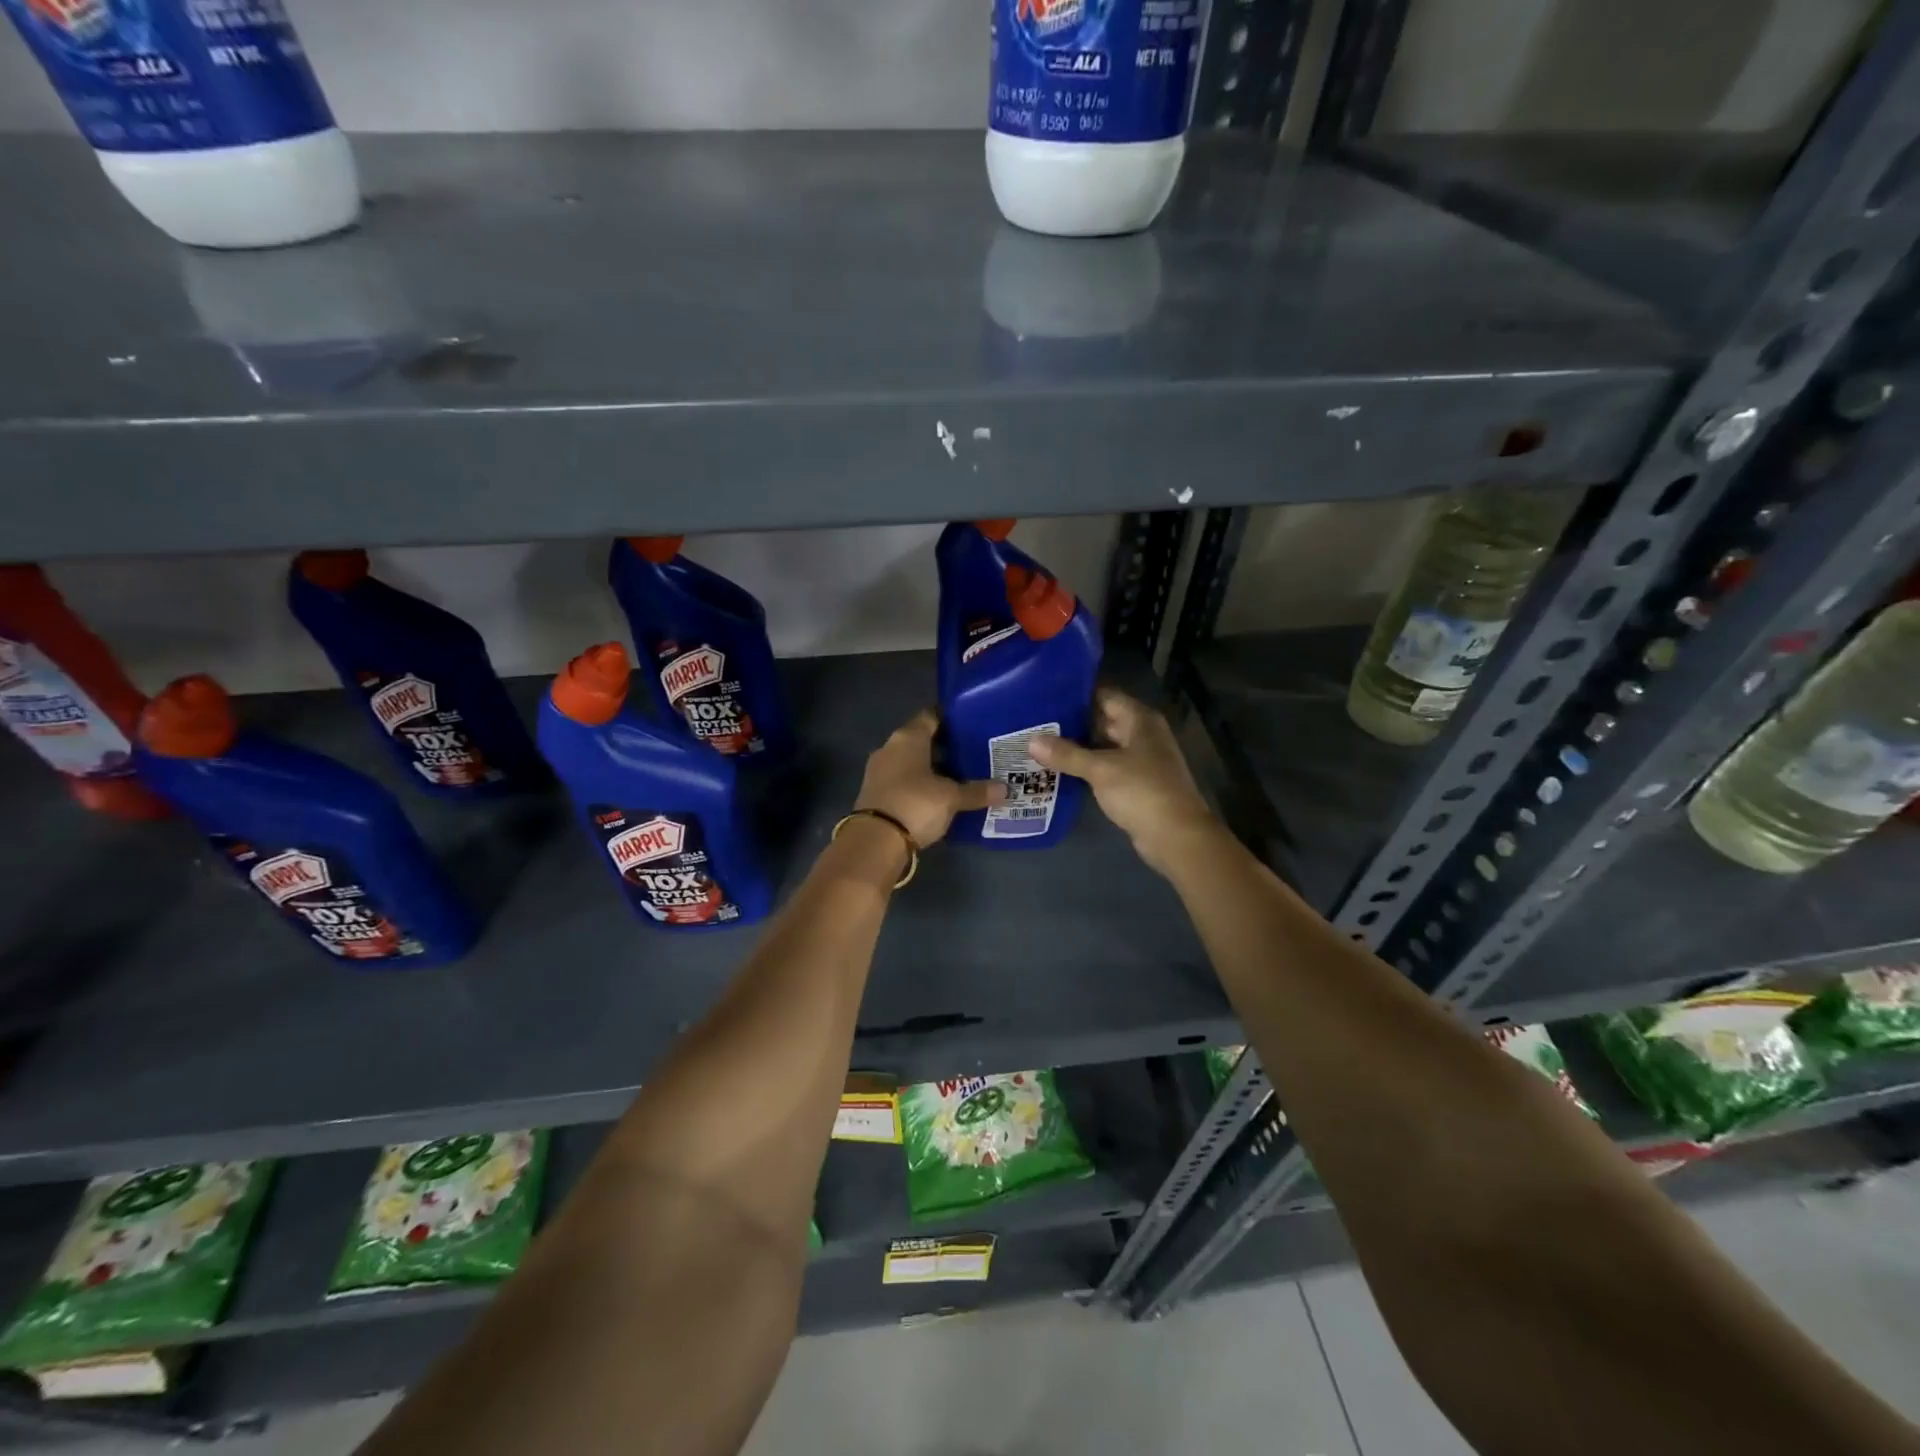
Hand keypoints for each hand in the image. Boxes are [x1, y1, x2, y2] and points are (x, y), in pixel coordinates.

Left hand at [855, 710, 1003, 848]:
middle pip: (921, 740)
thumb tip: (1006, 789)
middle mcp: (890, 748)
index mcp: (908, 737)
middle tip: (972, 753)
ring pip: (911, 762)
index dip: (951, 719)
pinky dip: (920, 784)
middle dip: (945, 746)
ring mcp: (879, 771)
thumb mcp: (951, 798)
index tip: (971, 724)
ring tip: (960, 775)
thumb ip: (977, 791)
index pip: (931, 716)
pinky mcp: (876, 793)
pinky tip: (938, 795)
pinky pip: (903, 780)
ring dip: (931, 767)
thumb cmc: (915, 804)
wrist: (874, 841)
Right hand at [1028, 688, 1218, 876]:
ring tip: (1040, 743)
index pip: (1104, 695)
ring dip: (1077, 746)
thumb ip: (1067, 754)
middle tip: (1035, 721)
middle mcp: (1142, 734)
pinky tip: (1059, 769)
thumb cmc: (1142, 791)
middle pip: (1103, 719)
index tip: (1045, 695)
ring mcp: (1141, 759)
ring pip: (1103, 745)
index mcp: (1140, 720)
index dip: (1076, 694)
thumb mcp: (1101, 770)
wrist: (1176, 836)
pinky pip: (1106, 766)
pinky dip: (1086, 766)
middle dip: (1071, 722)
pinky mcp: (1136, 782)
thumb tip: (1032, 741)